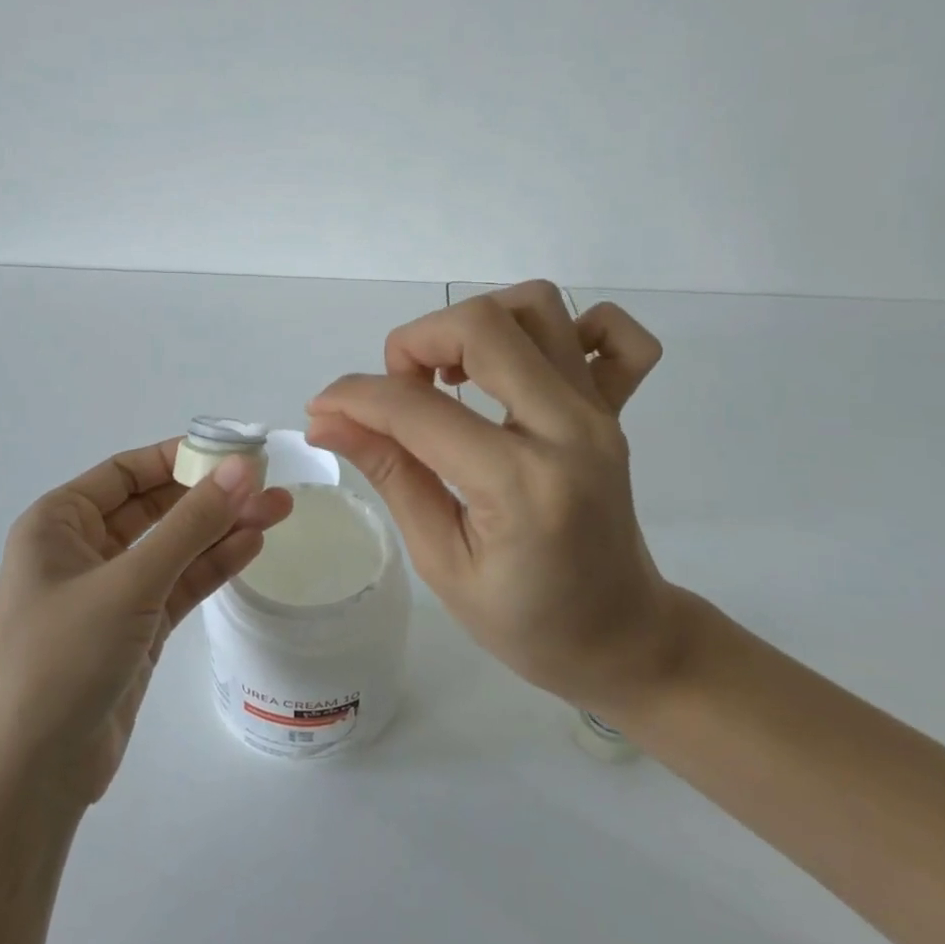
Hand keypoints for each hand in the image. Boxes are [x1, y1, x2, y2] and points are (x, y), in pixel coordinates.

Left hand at [0, 440, 292, 805]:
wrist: (29, 779)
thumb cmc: (62, 659)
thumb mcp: (130, 582)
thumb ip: (191, 523)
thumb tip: (243, 466)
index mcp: (59, 522)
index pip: (127, 472)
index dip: (180, 456)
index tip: (235, 449)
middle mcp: (83, 549)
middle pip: (156, 506)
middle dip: (211, 494)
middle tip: (269, 482)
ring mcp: (112, 592)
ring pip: (174, 545)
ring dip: (222, 528)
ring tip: (278, 508)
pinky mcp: (136, 629)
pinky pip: (179, 583)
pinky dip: (213, 565)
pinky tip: (252, 546)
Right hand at [307, 281, 681, 716]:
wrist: (622, 637)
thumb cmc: (526, 622)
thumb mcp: (440, 561)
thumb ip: (390, 475)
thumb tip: (327, 420)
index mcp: (521, 484)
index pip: (418, 408)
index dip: (354, 398)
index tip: (323, 409)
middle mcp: (569, 428)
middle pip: (483, 325)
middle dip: (416, 340)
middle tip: (398, 389)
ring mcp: (600, 411)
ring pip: (537, 306)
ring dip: (477, 324)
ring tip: (452, 373)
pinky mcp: (617, 408)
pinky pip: (614, 334)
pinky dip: (569, 328)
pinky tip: (526, 365)